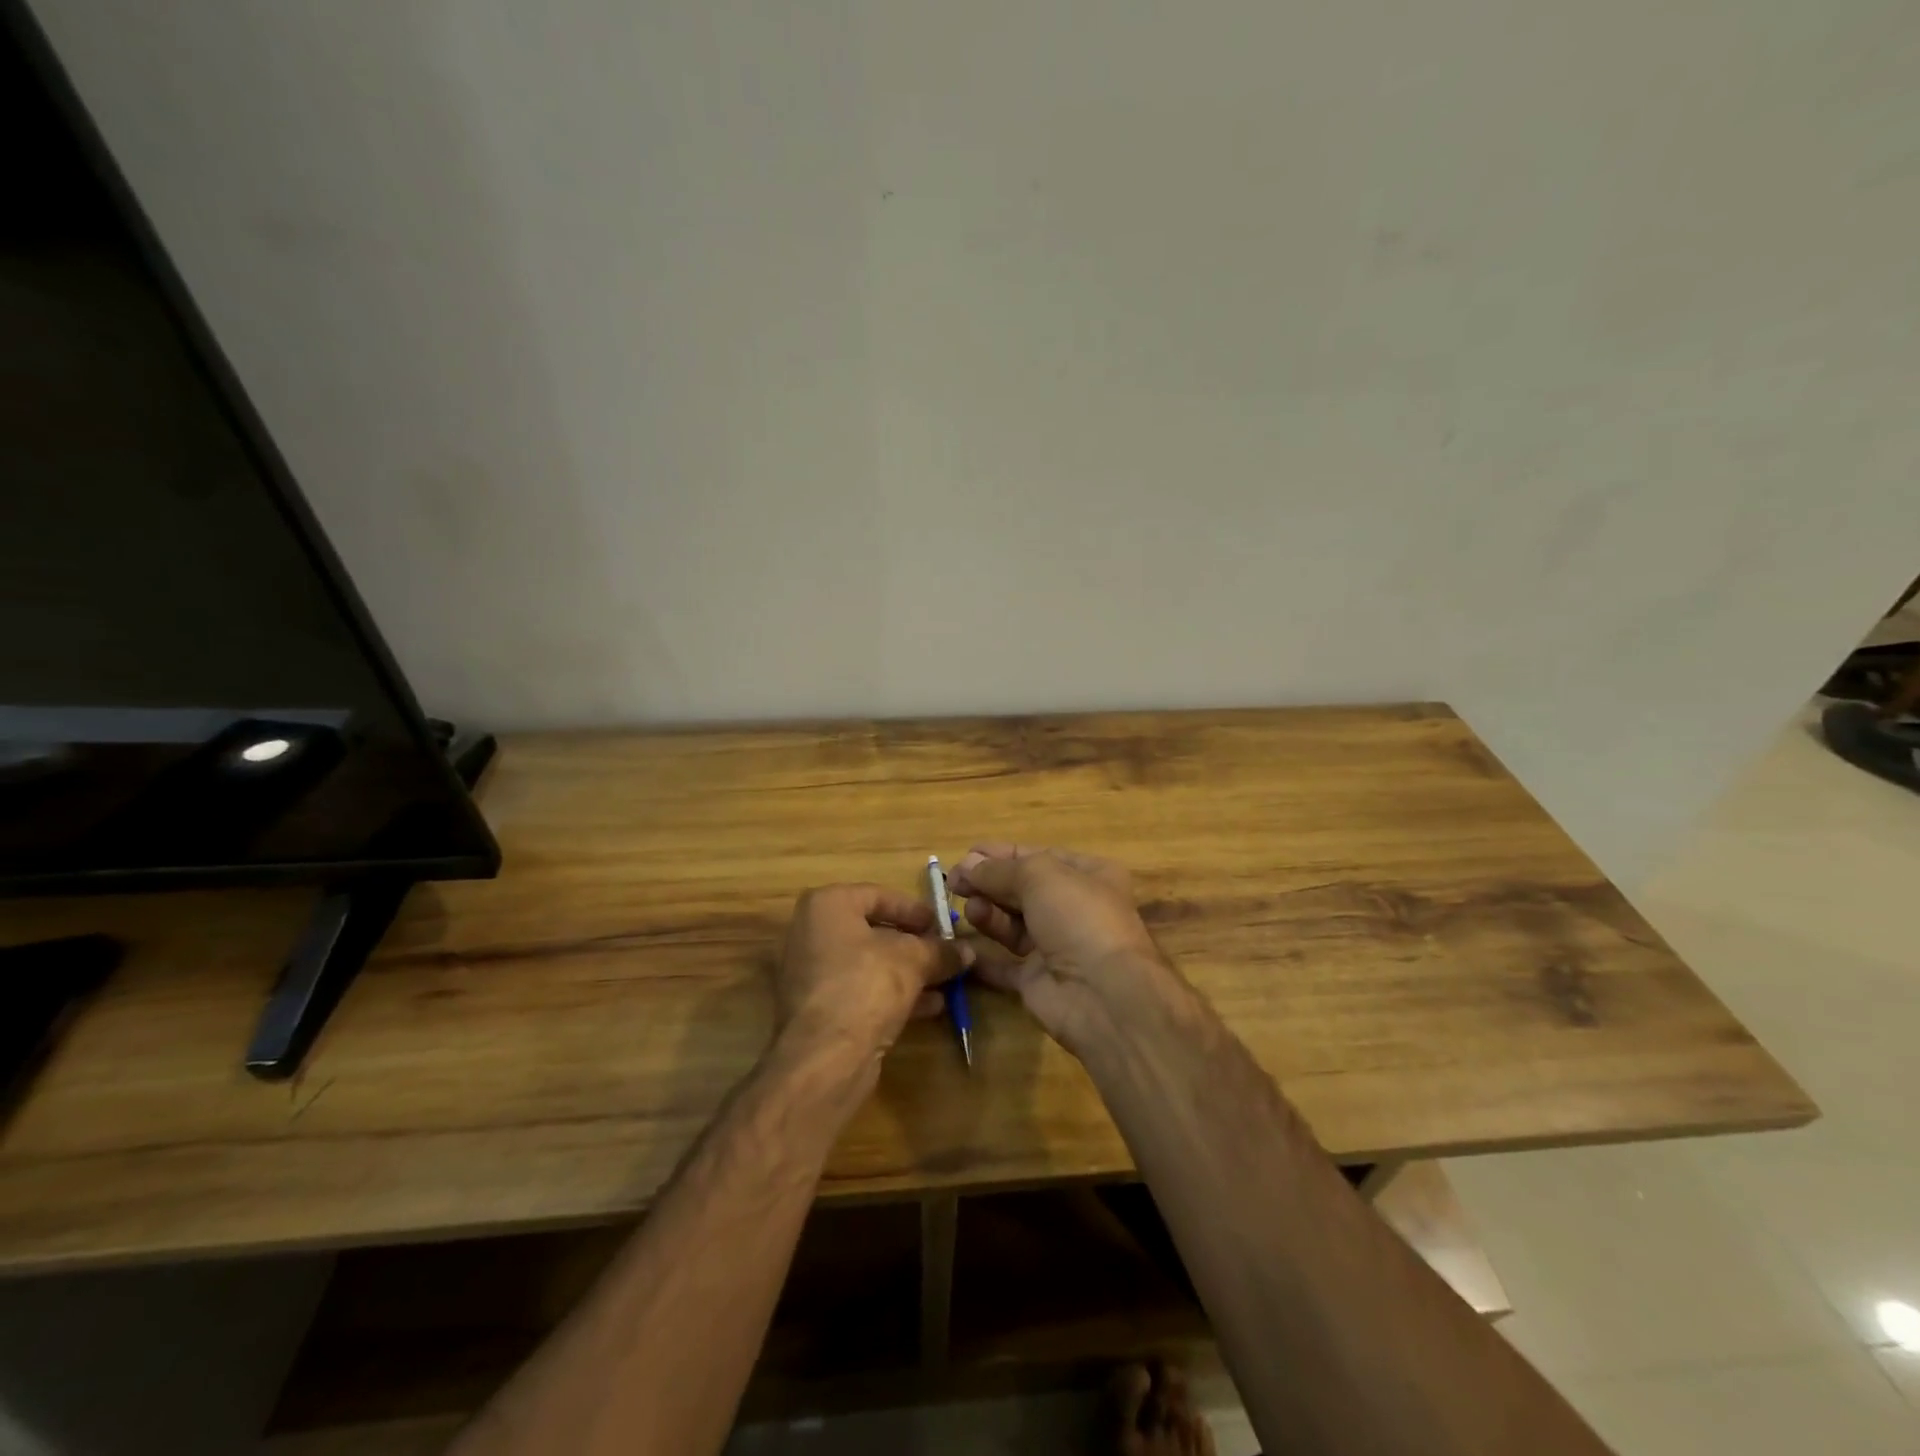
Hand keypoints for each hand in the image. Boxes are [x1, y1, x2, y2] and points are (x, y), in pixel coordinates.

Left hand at [775, 884, 955, 1069]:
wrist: (825, 1057)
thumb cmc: (866, 984)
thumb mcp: (913, 960)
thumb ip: (940, 951)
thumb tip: (967, 951)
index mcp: (827, 906)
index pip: (878, 895)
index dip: (914, 909)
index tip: (942, 924)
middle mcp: (811, 933)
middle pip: (873, 931)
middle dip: (914, 945)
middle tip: (945, 952)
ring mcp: (810, 973)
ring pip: (869, 964)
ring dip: (908, 972)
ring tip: (945, 981)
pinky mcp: (817, 1009)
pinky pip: (861, 990)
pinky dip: (892, 994)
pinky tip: (930, 1007)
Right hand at [946, 844, 1181, 1056]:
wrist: (1103, 994)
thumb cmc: (1078, 917)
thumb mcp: (1039, 876)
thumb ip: (999, 870)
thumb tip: (967, 865)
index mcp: (1087, 875)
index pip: (1037, 857)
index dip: (1000, 855)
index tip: (965, 856)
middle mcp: (1073, 908)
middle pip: (1021, 890)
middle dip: (988, 883)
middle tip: (953, 882)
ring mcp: (1056, 946)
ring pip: (1012, 924)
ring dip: (987, 913)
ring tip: (969, 909)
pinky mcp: (1038, 980)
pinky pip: (1003, 964)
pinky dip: (982, 956)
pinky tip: (959, 945)